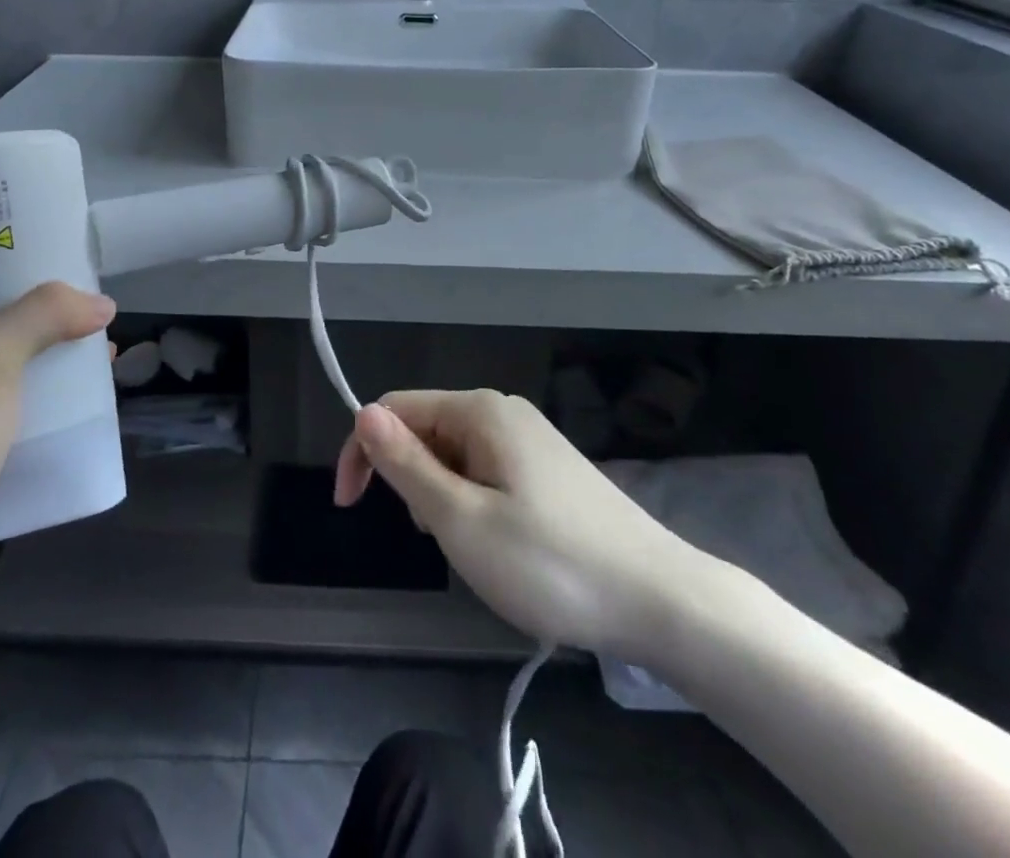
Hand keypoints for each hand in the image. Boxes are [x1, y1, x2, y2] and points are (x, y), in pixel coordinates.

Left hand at [0, 283, 115, 601]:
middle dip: (52, 315)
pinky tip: (86, 400)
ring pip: (17, 365)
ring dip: (58, 358)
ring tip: (102, 352)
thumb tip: (102, 305)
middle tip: (95, 311)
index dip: (20, 264)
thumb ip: (42, 317)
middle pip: (2, 320)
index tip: (67, 261)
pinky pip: (21, 408)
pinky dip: (53, 400)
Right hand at [334, 390, 688, 653]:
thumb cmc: (550, 562)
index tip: (349, 507)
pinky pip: (487, 471)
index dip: (362, 451)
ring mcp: (531, 439)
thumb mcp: (462, 520)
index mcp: (479, 411)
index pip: (394, 409)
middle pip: (426, 429)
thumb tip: (362, 412)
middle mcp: (503, 411)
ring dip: (440, 496)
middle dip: (408, 479)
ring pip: (455, 455)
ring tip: (468, 548)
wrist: (661, 600)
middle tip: (431, 539)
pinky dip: (472, 502)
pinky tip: (498, 543)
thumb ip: (407, 464)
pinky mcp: (549, 469)